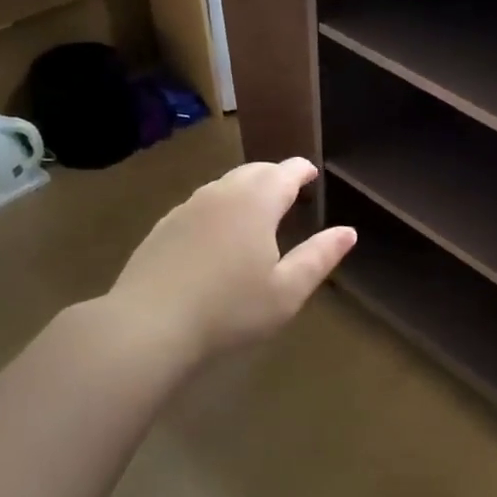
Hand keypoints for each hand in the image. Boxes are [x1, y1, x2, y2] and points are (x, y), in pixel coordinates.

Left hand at [106, 157, 354, 365]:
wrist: (148, 326)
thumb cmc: (229, 310)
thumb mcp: (286, 291)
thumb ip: (319, 257)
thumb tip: (348, 231)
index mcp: (256, 203)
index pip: (284, 172)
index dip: (301, 170)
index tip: (311, 173)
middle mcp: (221, 194)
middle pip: (253, 171)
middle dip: (274, 175)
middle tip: (288, 187)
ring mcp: (187, 208)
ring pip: (223, 185)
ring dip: (244, 188)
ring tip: (256, 206)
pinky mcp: (163, 227)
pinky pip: (199, 204)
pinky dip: (218, 206)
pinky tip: (216, 231)